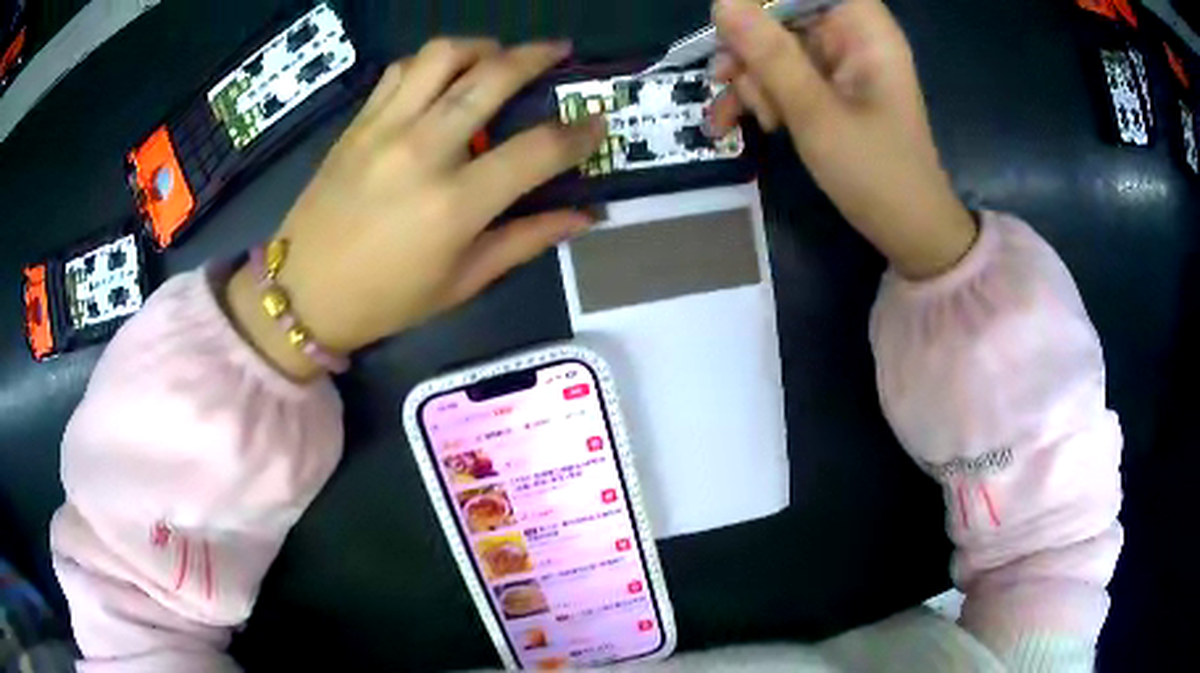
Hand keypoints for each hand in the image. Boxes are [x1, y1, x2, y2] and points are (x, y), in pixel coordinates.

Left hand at [226, 39, 605, 379]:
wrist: (302, 292)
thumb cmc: (385, 300)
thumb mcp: (462, 282)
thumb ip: (526, 240)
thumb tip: (584, 216)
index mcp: (455, 204)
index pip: (537, 149)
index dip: (579, 132)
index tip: (597, 122)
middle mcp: (423, 151)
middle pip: (493, 77)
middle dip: (537, 55)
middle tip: (558, 51)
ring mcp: (385, 128)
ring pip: (444, 55)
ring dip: (482, 46)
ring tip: (498, 56)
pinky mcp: (359, 122)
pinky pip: (401, 69)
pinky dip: (433, 61)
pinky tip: (444, 76)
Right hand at [707, 0, 975, 278]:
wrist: (907, 232)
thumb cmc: (876, 174)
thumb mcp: (816, 113)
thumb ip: (770, 55)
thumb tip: (722, 1)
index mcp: (863, 28)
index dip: (763, 2)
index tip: (734, 30)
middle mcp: (848, 36)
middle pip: (779, 13)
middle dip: (750, 48)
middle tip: (730, 81)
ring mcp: (835, 63)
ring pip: (771, 46)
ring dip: (748, 79)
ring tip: (743, 119)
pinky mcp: (824, 88)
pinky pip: (777, 75)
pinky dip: (757, 97)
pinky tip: (735, 124)